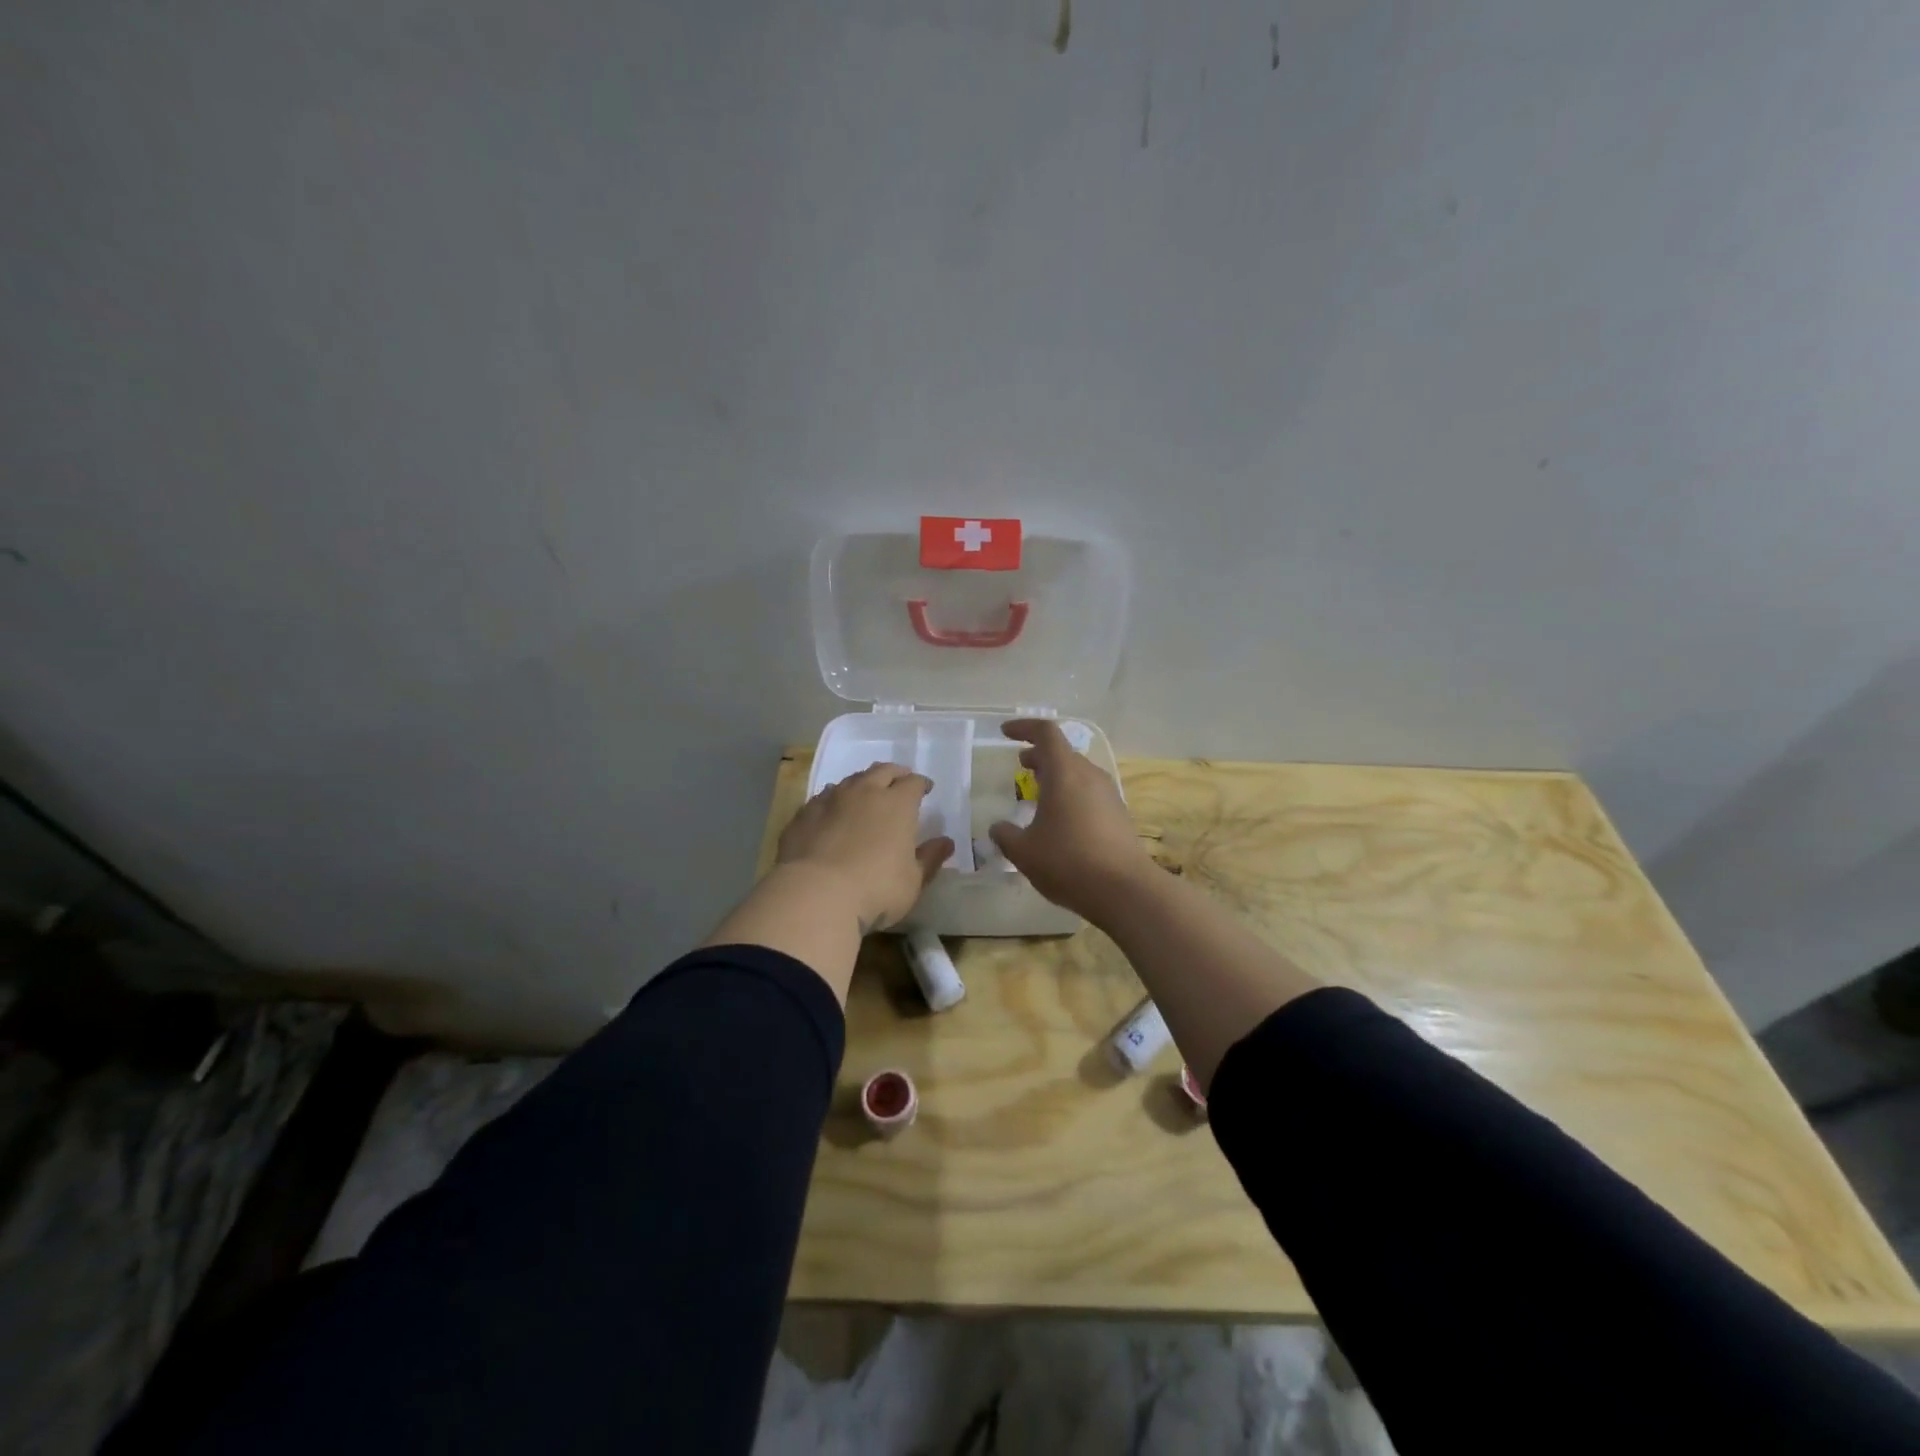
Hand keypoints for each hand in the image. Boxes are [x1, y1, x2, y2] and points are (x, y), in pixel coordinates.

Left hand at [778, 763, 953, 932]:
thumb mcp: (913, 881)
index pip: (913, 783)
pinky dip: (833, 800)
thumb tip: (946, 842)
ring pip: (850, 780)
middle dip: (894, 774)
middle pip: (882, 771)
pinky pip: (823, 798)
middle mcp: (864, 792)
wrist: (815, 895)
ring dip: (862, 784)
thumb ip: (930, 858)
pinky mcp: (803, 814)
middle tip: (899, 781)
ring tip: (865, 794)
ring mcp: (830, 800)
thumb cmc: (875, 889)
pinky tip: (832, 812)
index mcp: (896, 804)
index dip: (921, 784)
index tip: (925, 790)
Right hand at [988, 720, 1149, 918]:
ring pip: (1078, 773)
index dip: (1024, 728)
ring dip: (1056, 776)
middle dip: (1039, 755)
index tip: (1005, 733)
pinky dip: (1070, 794)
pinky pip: (1089, 792)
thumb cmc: (1068, 862)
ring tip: (1037, 794)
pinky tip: (1060, 820)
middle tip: (1020, 766)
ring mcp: (1108, 794)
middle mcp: (1089, 775)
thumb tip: (998, 828)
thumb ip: (1005, 835)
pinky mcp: (1119, 815)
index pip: (1045, 733)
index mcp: (1064, 772)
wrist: (1125, 890)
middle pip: (1063, 753)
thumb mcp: (1024, 851)